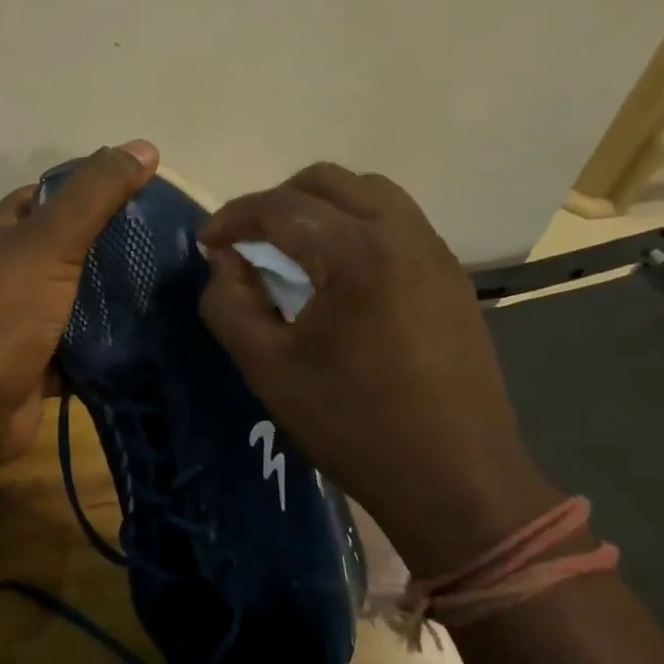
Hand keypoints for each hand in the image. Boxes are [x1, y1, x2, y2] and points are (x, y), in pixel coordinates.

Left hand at [0, 141, 158, 463]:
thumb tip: (145, 145)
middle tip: (166, 242)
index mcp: (0, 234)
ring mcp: (18, 321)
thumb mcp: (50, 240)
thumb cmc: (2, 311)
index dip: (88, 187)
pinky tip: (147, 335)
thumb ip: (95, 194)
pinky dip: (105, 343)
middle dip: (108, 245)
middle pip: (63, 248)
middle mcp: (4, 273)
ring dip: (110, 296)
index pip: (46, 196)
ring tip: (167, 284)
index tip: (140, 191)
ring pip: (73, 298)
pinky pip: (78, 346)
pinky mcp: (35, 365)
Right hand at [198, 163, 559, 575]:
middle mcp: (402, 234)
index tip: (205, 242)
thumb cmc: (354, 427)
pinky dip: (356, 225)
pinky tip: (338, 272)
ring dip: (320, 206)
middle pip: (327, 182)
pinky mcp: (451, 276)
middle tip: (246, 240)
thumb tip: (224, 261)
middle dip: (276, 201)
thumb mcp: (268, 368)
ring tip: (291, 248)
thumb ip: (229, 303)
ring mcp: (435, 252)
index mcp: (356, 253)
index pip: (280, 207)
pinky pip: (396, 222)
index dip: (233, 217)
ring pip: (368, 193)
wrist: (458, 481)